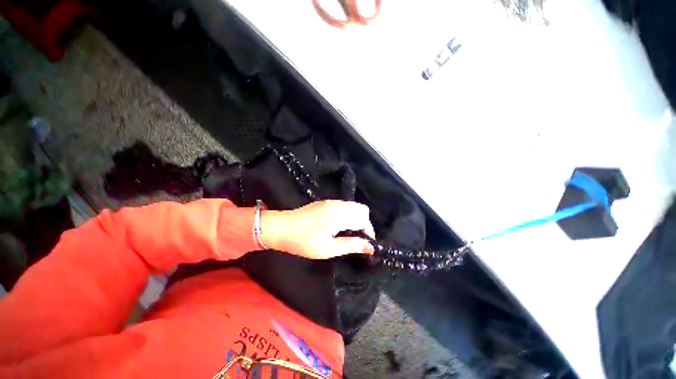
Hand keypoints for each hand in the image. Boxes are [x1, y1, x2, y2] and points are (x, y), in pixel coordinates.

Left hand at [261, 200, 374, 258]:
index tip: (365, 245)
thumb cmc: (303, 241)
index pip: (364, 219)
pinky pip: (344, 206)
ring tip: (348, 234)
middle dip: (364, 223)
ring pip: (353, 206)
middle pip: (362, 209)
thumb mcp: (328, 249)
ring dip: (356, 219)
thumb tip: (370, 247)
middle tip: (357, 239)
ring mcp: (331, 202)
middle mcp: (338, 205)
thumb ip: (350, 245)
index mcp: (340, 215)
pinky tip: (339, 227)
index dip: (368, 232)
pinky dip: (348, 215)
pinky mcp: (325, 203)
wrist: (280, 228)